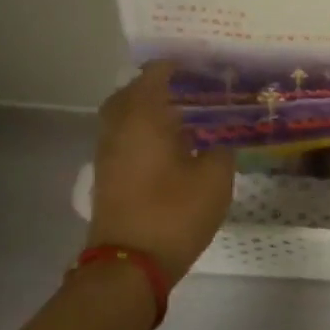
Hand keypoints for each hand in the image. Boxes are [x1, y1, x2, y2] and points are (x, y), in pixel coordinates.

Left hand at [88, 62, 235, 284]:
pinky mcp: (108, 176)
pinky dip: (143, 132)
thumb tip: (218, 141)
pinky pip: (124, 138)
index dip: (178, 66)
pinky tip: (171, 147)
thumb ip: (222, 150)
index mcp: (144, 117)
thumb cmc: (175, 212)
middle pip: (131, 93)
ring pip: (123, 117)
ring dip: (148, 110)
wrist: (130, 264)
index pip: (155, 75)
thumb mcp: (216, 178)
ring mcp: (108, 153)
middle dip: (157, 86)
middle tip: (189, 89)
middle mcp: (119, 128)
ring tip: (184, 117)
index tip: (204, 66)